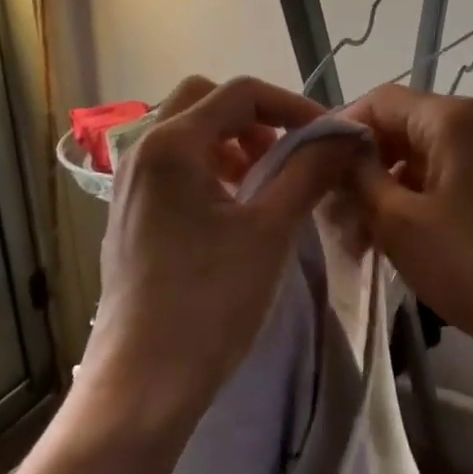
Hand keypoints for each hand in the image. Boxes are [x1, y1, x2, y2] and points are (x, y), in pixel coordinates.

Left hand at [87, 76, 364, 425]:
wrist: (144, 380)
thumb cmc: (210, 300)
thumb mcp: (271, 230)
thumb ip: (309, 171)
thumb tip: (343, 136)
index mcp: (172, 144)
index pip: (240, 93)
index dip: (292, 106)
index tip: (328, 136)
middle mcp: (142, 151)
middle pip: (205, 101)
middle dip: (255, 118)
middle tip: (289, 154)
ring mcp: (129, 183)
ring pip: (187, 133)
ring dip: (232, 142)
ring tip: (266, 183)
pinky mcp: (129, 213)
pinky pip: (173, 166)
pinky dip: (210, 168)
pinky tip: (234, 210)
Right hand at [342, 86, 472, 365]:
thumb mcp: (398, 221)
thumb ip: (357, 174)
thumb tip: (334, 147)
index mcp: (453, 118)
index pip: (379, 101)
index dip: (340, 129)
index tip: (311, 170)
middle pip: (401, 127)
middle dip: (362, 164)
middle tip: (331, 210)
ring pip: (421, 157)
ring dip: (385, 188)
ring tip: (359, 235)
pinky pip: (445, 178)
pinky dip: (414, 200)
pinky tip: (395, 239)